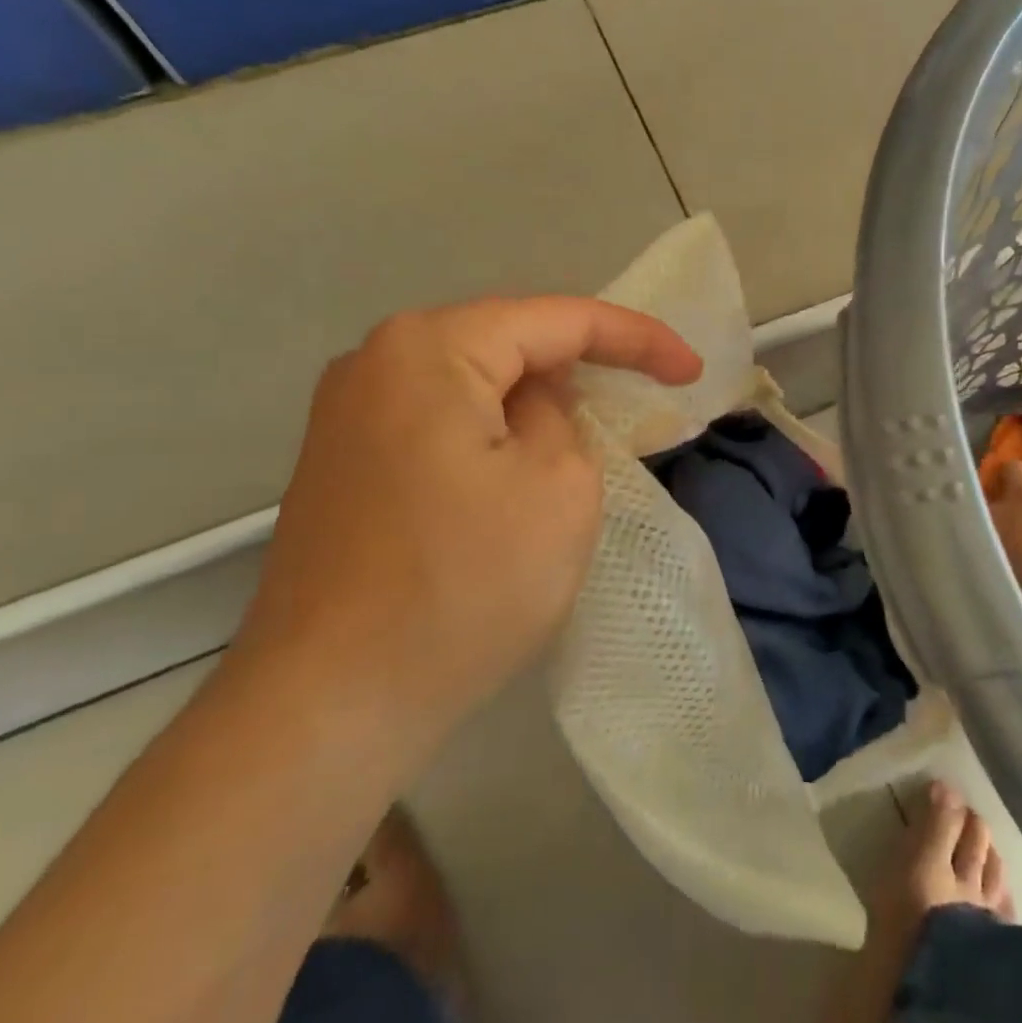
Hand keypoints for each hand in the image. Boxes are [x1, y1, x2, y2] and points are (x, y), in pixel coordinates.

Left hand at [233, 297, 701, 760]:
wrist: (330, 703)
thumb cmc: (463, 585)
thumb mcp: (559, 486)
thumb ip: (563, 417)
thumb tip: (532, 407)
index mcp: (429, 348)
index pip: (556, 319)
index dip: (636, 338)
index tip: (690, 370)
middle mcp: (374, 363)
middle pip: (507, 344)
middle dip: (581, 366)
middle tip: (644, 393)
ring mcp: (347, 417)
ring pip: (473, 388)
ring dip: (535, 405)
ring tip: (590, 431)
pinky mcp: (343, 468)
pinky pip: (441, 426)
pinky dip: (493, 437)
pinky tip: (518, 472)